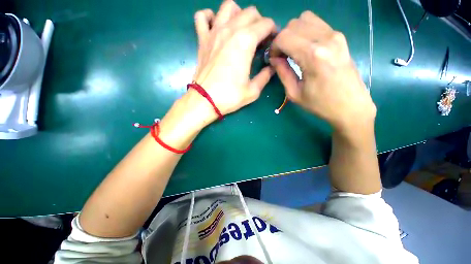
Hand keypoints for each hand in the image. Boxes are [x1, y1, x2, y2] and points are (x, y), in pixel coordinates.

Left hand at [191, 0, 276, 116]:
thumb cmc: (230, 96)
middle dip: (260, 23)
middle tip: (259, 40)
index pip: (266, 24)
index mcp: (245, 41)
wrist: (205, 100)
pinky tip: (216, 27)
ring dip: (238, 14)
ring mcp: (214, 32)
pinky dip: (210, 17)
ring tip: (240, 30)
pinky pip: (202, 16)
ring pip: (228, 6)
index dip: (273, 32)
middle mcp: (230, 30)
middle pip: (250, 12)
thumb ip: (265, 76)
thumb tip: (272, 67)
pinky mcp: (202, 39)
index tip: (272, 43)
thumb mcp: (253, 91)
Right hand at [270, 11, 375, 131]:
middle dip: (282, 39)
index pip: (284, 37)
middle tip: (281, 55)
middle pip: (293, 25)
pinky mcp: (340, 37)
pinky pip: (317, 23)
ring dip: (293, 33)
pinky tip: (304, 47)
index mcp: (312, 56)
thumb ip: (282, 73)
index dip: (274, 47)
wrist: (351, 106)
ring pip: (305, 19)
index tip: (273, 59)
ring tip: (292, 50)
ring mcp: (335, 35)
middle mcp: (325, 39)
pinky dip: (305, 31)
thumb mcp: (295, 93)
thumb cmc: (320, 104)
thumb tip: (274, 59)